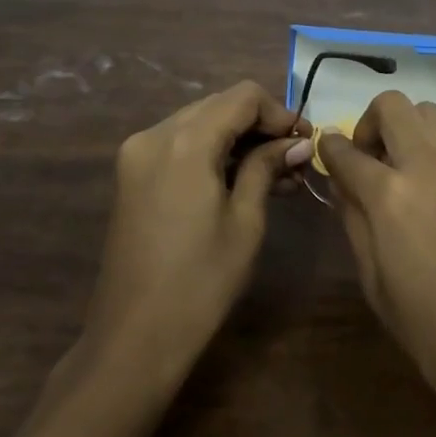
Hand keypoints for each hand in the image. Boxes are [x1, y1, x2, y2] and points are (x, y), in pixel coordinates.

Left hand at [84, 82, 311, 384]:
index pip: (243, 97)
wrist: (133, 339)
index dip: (279, 112)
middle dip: (260, 125)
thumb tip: (298, 142)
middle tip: (295, 159)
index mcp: (185, 141)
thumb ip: (267, 167)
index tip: (304, 143)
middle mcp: (155, 135)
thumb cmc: (200, 282)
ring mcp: (137, 154)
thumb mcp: (245, 221)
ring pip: (199, 123)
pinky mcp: (132, 176)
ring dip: (237, 139)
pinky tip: (240, 180)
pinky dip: (211, 153)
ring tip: (276, 175)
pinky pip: (179, 145)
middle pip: (219, 105)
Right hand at [319, 91, 435, 411]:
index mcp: (390, 194)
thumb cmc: (432, 330)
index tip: (325, 151)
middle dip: (370, 122)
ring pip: (428, 113)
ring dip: (405, 128)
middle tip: (367, 159)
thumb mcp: (375, 282)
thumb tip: (343, 185)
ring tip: (398, 170)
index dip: (329, 147)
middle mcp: (427, 165)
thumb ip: (354, 222)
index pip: (347, 150)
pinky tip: (429, 190)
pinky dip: (431, 148)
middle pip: (393, 106)